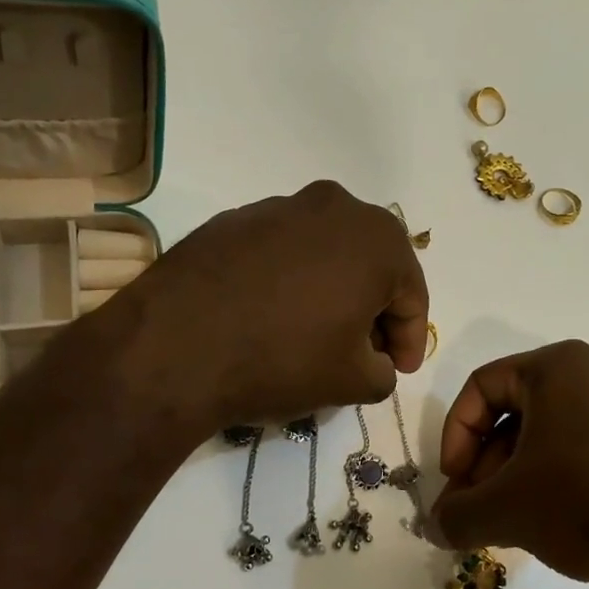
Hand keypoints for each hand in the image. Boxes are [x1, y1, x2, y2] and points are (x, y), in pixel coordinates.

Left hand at [129, 182, 428, 428]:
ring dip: (331, 291)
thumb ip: (383, 371)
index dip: (410, 340)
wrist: (175, 346)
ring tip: (315, 334)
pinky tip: (270, 316)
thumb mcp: (352, 382)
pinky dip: (288, 281)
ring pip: (324, 253)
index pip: (412, 295)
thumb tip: (376, 362)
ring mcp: (278, 206)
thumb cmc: (282, 359)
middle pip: (370, 265)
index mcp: (377, 239)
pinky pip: (280, 252)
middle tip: (365, 352)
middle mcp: (334, 207)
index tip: (398, 370)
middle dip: (374, 310)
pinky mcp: (233, 220)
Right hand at [431, 340, 588, 588]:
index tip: (455, 484)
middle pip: (518, 412)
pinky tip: (569, 523)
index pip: (480, 387)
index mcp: (558, 367)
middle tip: (481, 512)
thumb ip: (457, 516)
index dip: (454, 437)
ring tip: (521, 524)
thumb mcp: (510, 511)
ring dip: (525, 476)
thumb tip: (433, 526)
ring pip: (557, 433)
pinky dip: (568, 478)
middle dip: (489, 465)